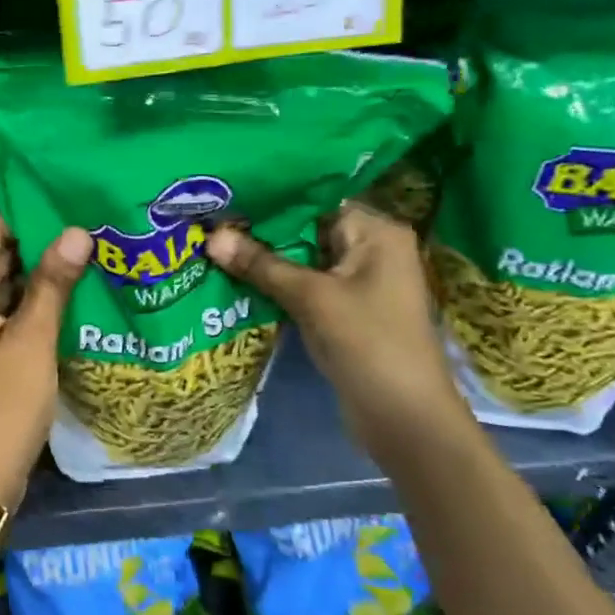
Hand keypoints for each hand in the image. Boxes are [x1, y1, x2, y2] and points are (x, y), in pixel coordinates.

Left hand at [0, 212, 91, 509]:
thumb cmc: (2, 408)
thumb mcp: (32, 342)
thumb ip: (52, 284)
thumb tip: (76, 230)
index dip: (27, 213)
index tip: (73, 207)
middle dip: (40, 240)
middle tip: (92, 230)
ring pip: (2, 279)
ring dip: (39, 271)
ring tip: (91, 256)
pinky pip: (4, 307)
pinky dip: (32, 299)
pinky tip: (73, 296)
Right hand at [204, 203, 465, 439]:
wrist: (405, 419)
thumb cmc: (368, 344)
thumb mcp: (311, 298)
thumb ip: (260, 264)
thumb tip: (211, 236)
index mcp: (376, 231)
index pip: (315, 197)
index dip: (269, 197)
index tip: (223, 195)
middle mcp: (371, 248)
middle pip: (306, 227)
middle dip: (260, 229)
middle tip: (209, 220)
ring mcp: (359, 281)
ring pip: (302, 258)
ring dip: (264, 257)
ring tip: (212, 243)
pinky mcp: (345, 309)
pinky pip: (305, 284)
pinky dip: (275, 282)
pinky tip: (235, 277)